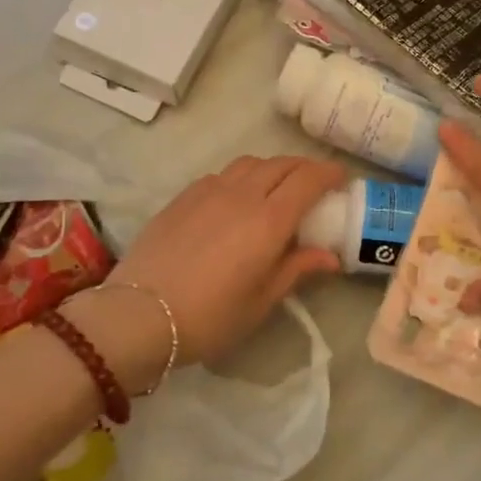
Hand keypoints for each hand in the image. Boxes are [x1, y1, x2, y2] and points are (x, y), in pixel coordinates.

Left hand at [79, 155, 346, 381]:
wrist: (139, 314)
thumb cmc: (210, 316)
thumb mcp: (261, 301)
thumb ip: (296, 269)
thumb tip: (330, 257)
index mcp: (269, 220)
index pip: (308, 180)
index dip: (329, 173)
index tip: (342, 177)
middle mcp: (243, 195)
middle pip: (281, 165)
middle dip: (304, 168)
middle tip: (315, 182)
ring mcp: (209, 191)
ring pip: (250, 163)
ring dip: (272, 168)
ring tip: (276, 186)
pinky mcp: (183, 196)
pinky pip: (221, 174)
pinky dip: (241, 177)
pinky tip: (236, 198)